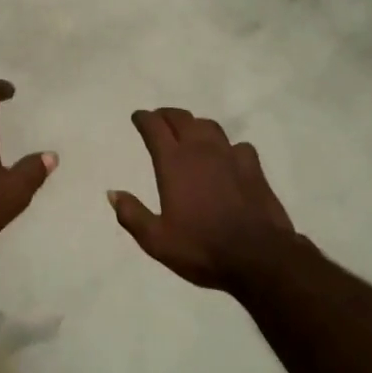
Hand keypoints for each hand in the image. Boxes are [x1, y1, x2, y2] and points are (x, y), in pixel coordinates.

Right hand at [111, 108, 300, 291]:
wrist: (258, 257)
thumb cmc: (201, 248)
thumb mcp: (156, 240)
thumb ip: (132, 214)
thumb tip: (112, 193)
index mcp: (173, 163)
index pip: (155, 128)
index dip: (144, 119)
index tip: (138, 117)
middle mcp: (201, 151)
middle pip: (182, 119)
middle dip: (167, 115)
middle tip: (159, 119)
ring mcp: (230, 156)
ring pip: (210, 127)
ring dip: (195, 125)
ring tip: (190, 133)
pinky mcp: (254, 168)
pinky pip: (238, 146)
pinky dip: (227, 147)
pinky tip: (227, 158)